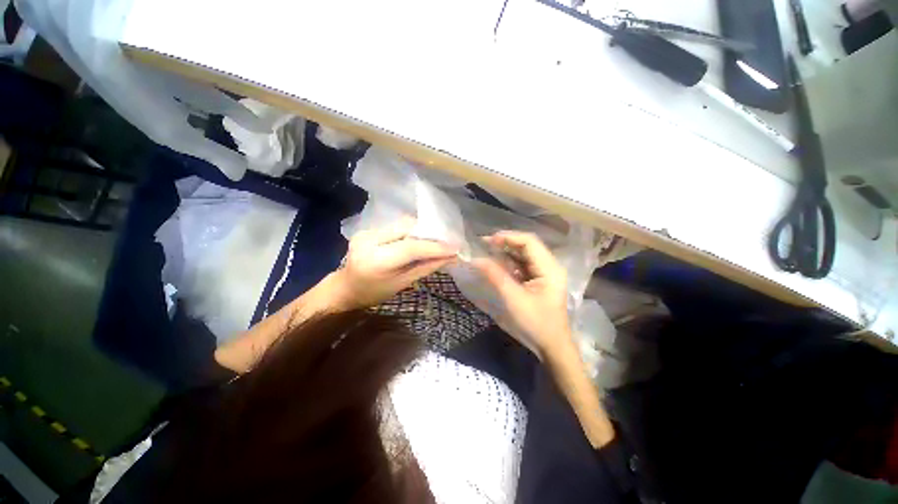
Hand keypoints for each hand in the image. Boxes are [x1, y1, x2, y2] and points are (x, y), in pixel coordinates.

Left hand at [334, 218, 457, 309]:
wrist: (345, 288)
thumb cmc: (374, 293)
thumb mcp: (402, 284)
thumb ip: (425, 268)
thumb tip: (450, 257)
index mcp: (376, 260)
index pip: (411, 247)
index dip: (435, 246)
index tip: (455, 248)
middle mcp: (368, 240)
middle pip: (407, 228)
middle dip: (430, 234)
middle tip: (447, 242)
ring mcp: (366, 231)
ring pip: (402, 224)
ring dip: (421, 231)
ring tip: (435, 240)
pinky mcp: (367, 228)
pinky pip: (396, 226)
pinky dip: (410, 232)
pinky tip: (418, 239)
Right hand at [474, 231, 572, 356]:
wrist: (551, 346)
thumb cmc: (535, 323)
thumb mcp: (513, 299)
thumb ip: (495, 276)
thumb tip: (476, 259)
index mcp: (549, 268)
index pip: (529, 241)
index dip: (508, 237)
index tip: (488, 241)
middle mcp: (549, 266)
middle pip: (527, 245)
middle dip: (505, 243)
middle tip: (484, 245)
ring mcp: (545, 273)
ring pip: (524, 254)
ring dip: (506, 252)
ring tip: (487, 252)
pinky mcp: (539, 280)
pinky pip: (522, 265)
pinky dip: (509, 263)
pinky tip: (497, 265)